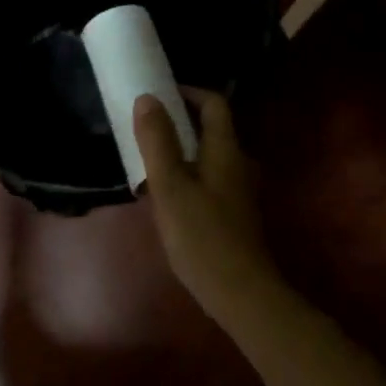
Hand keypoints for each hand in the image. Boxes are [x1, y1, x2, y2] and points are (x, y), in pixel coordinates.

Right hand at [133, 90, 283, 316]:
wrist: (239, 292)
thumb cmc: (202, 236)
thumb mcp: (171, 186)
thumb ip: (157, 141)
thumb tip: (148, 98)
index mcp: (226, 150)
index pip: (214, 104)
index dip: (188, 92)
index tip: (158, 94)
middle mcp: (238, 163)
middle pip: (211, 129)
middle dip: (179, 122)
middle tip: (145, 127)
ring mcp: (239, 189)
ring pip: (208, 156)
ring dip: (181, 150)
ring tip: (148, 160)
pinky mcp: (234, 212)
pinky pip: (209, 178)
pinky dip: (187, 174)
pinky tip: (165, 195)